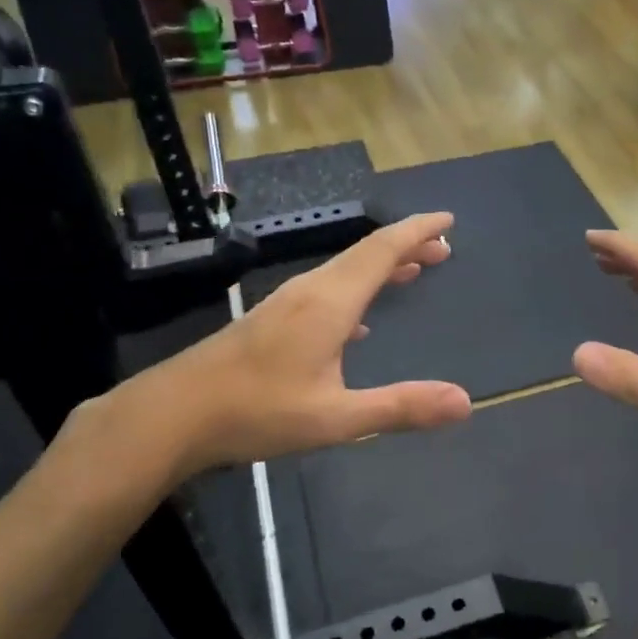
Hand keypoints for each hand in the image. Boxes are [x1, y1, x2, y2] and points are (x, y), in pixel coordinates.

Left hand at [105, 213, 471, 477]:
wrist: (172, 414)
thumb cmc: (257, 411)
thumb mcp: (336, 417)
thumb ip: (400, 407)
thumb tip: (464, 402)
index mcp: (329, 302)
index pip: (381, 250)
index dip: (416, 232)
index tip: (447, 221)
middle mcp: (309, 291)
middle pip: (365, 255)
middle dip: (406, 247)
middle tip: (442, 249)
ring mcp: (285, 303)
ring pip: (343, 271)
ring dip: (380, 267)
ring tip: (412, 271)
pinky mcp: (270, 320)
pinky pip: (326, 291)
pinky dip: (356, 291)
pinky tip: (360, 320)